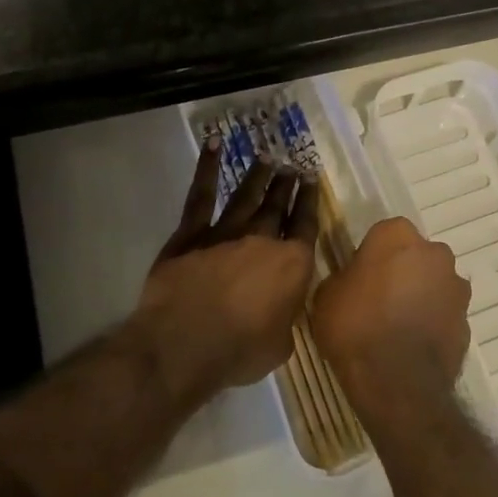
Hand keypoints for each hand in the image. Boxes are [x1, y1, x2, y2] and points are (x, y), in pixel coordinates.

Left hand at [132, 140, 321, 395]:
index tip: (311, 180)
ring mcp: (225, 233)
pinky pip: (201, 196)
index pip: (305, 225)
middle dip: (286, 185)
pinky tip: (213, 145)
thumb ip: (285, 320)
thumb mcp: (280, 345)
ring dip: (258, 176)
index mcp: (292, 265)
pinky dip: (207, 168)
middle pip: (277, 206)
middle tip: (292, 166)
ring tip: (267, 158)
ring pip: (246, 196)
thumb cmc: (239, 351)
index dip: (309, 201)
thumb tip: (281, 312)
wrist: (186, 343)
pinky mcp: (191, 234)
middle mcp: (262, 240)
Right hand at [312, 217, 471, 431]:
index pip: (384, 233)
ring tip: (396, 327)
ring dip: (420, 296)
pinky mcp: (467, 320)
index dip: (371, 255)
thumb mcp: (327, 295)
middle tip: (378, 299)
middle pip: (415, 256)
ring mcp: (456, 287)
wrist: (397, 383)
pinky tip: (412, 345)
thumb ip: (344, 276)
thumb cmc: (355, 328)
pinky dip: (432, 323)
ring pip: (434, 283)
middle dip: (401, 271)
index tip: (359, 277)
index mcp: (397, 236)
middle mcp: (434, 253)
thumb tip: (353, 280)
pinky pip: (444, 313)